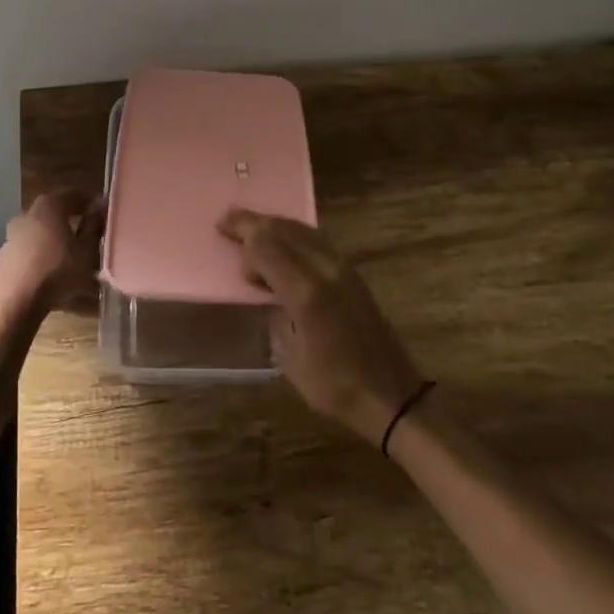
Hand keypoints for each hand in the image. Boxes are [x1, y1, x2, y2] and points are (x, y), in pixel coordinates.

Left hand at [0, 190, 104, 313]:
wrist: (16, 303)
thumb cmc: (58, 271)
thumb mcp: (87, 250)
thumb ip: (94, 225)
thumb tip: (100, 205)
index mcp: (49, 205)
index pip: (73, 193)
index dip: (90, 200)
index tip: (103, 211)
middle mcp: (28, 214)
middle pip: (55, 210)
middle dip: (73, 218)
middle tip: (91, 230)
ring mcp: (13, 235)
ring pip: (42, 231)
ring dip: (57, 237)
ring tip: (74, 254)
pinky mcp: (6, 257)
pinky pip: (31, 249)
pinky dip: (44, 254)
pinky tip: (55, 270)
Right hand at [221, 209, 425, 445]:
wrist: (392, 394)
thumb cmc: (335, 386)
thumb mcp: (291, 358)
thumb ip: (276, 314)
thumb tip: (267, 288)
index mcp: (306, 292)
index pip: (267, 246)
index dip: (243, 233)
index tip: (221, 228)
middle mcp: (325, 269)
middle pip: (284, 230)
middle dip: (255, 221)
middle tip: (228, 219)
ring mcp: (343, 268)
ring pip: (303, 230)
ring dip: (276, 225)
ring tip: (252, 226)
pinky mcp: (353, 274)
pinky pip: (317, 241)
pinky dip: (295, 235)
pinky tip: (284, 242)